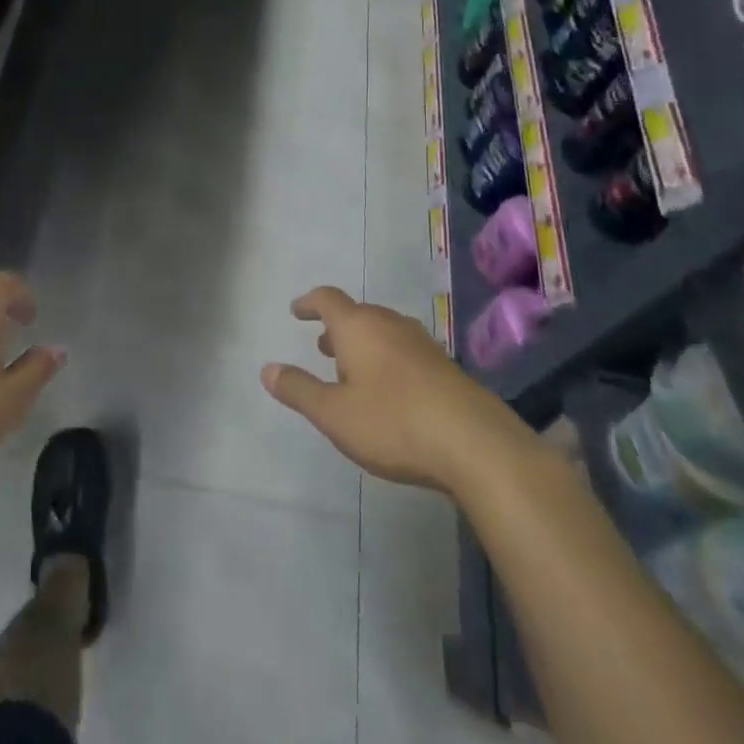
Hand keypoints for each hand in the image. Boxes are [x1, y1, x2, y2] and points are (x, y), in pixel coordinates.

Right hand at [261, 287, 538, 493]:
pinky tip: (390, 390)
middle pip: (358, 313)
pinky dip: (387, 359)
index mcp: (359, 327)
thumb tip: (267, 369)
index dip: (309, 302)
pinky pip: (405, 350)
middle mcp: (390, 325)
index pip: (328, 298)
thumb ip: (299, 389)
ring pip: (384, 332)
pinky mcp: (445, 367)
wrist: (477, 445)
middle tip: (322, 346)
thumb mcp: (334, 413)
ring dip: (363, 344)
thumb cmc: (393, 423)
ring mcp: (422, 344)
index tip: (297, 311)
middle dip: (337, 327)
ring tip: (352, 368)